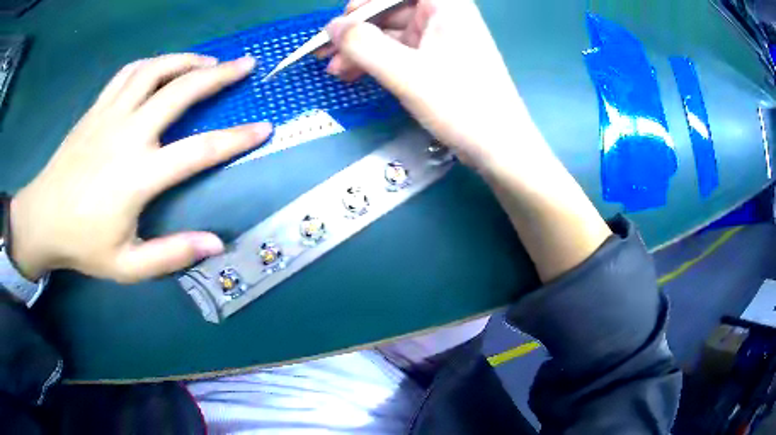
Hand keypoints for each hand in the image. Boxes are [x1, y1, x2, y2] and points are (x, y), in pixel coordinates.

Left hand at [10, 54, 271, 282]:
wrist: (42, 219)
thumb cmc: (82, 244)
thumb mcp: (127, 266)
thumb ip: (170, 255)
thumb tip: (215, 243)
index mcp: (138, 175)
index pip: (199, 150)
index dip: (236, 138)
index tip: (264, 127)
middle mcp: (128, 134)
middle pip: (181, 91)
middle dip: (219, 74)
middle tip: (245, 64)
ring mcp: (110, 115)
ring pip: (155, 70)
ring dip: (187, 60)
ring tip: (208, 60)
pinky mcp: (96, 108)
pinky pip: (129, 72)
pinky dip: (153, 63)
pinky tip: (163, 67)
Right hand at [321, 0, 542, 167]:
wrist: (499, 146)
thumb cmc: (460, 104)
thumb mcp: (405, 72)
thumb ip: (362, 45)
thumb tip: (331, 27)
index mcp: (445, 4)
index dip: (364, 4)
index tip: (339, 25)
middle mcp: (443, 14)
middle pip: (389, 9)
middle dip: (356, 31)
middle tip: (325, 54)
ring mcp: (440, 37)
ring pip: (390, 32)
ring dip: (361, 49)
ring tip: (335, 71)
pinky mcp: (436, 58)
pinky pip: (399, 50)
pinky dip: (376, 61)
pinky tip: (354, 74)